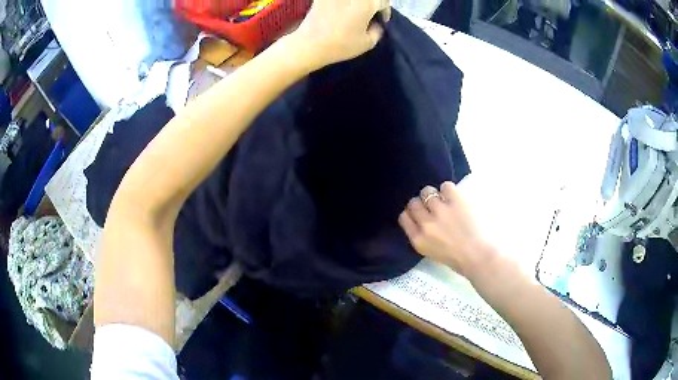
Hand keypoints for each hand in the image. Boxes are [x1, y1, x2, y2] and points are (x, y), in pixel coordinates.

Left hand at [290, 0, 390, 69]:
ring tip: (357, 11)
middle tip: (371, 13)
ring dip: (358, 3)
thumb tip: (375, 24)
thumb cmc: (341, 45)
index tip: (382, 20)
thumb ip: (377, 30)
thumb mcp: (368, 43)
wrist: (310, 44)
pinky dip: (342, 4)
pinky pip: (337, 0)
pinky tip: (341, 10)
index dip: (385, 11)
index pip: (384, 1)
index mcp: (368, 2)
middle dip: (374, 3)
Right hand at [399, 182, 495, 277]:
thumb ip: (423, 236)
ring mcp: (441, 210)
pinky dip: (449, 191)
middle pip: (414, 203)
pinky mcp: (455, 200)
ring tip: (445, 200)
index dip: (411, 213)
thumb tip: (424, 220)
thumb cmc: (458, 260)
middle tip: (433, 207)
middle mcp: (426, 224)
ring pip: (427, 191)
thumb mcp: (431, 253)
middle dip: (422, 204)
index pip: (404, 217)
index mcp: (418, 240)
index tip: (420, 214)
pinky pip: (446, 186)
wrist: (480, 256)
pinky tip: (456, 198)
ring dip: (435, 195)